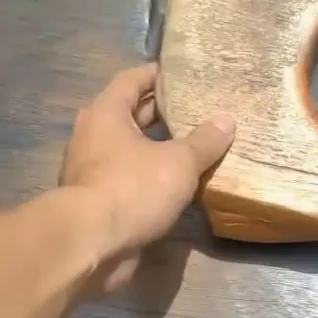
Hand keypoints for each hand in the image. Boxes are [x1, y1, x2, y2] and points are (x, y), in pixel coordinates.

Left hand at [60, 63, 234, 292]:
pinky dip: (148, 179)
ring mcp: (90, 172)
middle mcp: (92, 136)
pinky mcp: (96, 203)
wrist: (91, 243)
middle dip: (158, 113)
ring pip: (127, 151)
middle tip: (192, 110)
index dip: (156, 75)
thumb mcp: (179, 162)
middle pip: (128, 116)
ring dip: (154, 149)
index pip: (131, 80)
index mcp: (106, 113)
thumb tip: (227, 119)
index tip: (180, 74)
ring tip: (189, 149)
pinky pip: (127, 181)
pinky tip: (173, 187)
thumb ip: (204, 141)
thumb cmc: (133, 188)